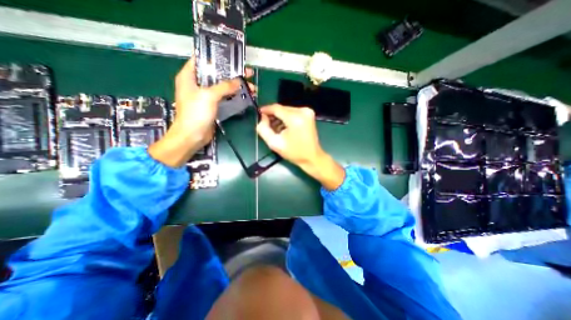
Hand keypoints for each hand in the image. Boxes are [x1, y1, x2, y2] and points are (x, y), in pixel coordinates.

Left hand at [149, 57, 254, 167]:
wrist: (193, 136)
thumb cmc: (195, 113)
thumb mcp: (209, 96)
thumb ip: (224, 86)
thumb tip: (239, 81)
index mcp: (189, 76)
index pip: (202, 60)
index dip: (217, 57)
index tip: (232, 57)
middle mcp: (197, 84)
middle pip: (216, 74)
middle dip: (232, 74)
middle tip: (247, 74)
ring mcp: (205, 96)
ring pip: (223, 87)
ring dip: (236, 86)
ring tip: (251, 87)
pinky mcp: (212, 106)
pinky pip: (225, 97)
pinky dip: (234, 96)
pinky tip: (245, 96)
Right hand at [258, 104, 343, 189]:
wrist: (312, 157)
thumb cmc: (294, 152)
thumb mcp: (274, 143)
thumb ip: (264, 129)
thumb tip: (262, 118)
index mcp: (295, 118)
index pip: (276, 108)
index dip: (266, 110)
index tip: (259, 113)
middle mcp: (303, 111)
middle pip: (282, 109)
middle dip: (273, 115)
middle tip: (266, 124)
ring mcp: (307, 112)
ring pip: (287, 110)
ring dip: (280, 117)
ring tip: (276, 129)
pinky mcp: (309, 114)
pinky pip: (293, 113)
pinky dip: (287, 118)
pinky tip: (284, 127)